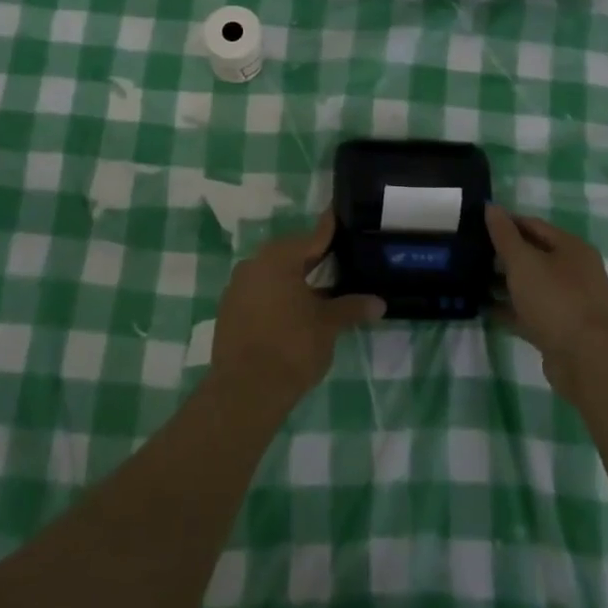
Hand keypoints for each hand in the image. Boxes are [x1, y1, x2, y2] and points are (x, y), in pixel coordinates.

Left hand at [209, 212, 384, 407]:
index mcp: (279, 258)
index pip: (311, 237)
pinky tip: (292, 311)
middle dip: (312, 257)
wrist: (245, 391)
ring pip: (272, 273)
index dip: (328, 230)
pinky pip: (258, 292)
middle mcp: (254, 264)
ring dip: (293, 278)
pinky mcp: (228, 310)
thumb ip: (351, 308)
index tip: (338, 217)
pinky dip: (276, 295)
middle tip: (336, 258)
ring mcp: (237, 287)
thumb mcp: (328, 325)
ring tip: (318, 288)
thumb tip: (379, 302)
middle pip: (289, 254)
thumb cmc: (292, 347)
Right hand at [486, 204, 607, 397]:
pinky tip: (485, 308)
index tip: (476, 225)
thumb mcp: (523, 262)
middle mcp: (575, 271)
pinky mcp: (562, 329)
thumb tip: (490, 206)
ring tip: (472, 280)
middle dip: (503, 255)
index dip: (505, 223)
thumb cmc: (555, 300)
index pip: (533, 225)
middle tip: (471, 254)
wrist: (587, 360)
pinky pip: (530, 311)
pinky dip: (510, 308)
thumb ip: (504, 234)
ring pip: (531, 285)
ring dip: (504, 283)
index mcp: (571, 248)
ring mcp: (570, 302)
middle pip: (533, 255)